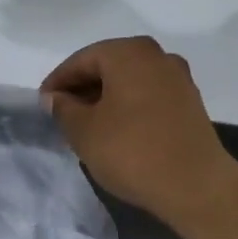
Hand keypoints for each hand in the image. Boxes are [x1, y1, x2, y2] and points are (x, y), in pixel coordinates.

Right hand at [40, 36, 237, 229]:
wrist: (194, 185)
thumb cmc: (131, 151)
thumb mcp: (84, 131)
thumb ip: (63, 108)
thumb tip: (55, 97)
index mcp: (129, 53)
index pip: (82, 59)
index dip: (58, 81)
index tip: (42, 103)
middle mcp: (157, 56)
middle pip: (108, 65)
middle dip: (82, 87)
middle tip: (61, 113)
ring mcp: (178, 78)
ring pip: (129, 81)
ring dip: (105, 98)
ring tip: (85, 124)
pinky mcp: (189, 103)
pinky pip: (148, 95)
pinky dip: (127, 106)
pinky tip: (115, 130)